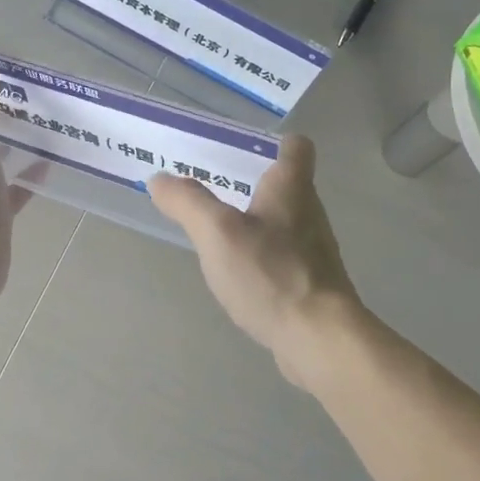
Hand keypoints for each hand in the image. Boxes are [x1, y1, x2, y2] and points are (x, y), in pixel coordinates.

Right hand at [148, 136, 359, 381]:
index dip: (274, 143)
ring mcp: (314, 250)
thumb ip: (188, 202)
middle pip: (287, 185)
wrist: (319, 337)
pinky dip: (261, 255)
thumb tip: (160, 179)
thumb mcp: (218, 232)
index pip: (296, 147)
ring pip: (283, 222)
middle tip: (212, 187)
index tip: (242, 150)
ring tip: (218, 230)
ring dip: (255, 221)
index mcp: (291, 188)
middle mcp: (309, 212)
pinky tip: (238, 271)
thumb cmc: (271, 274)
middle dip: (252, 183)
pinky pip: (283, 256)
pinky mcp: (311, 283)